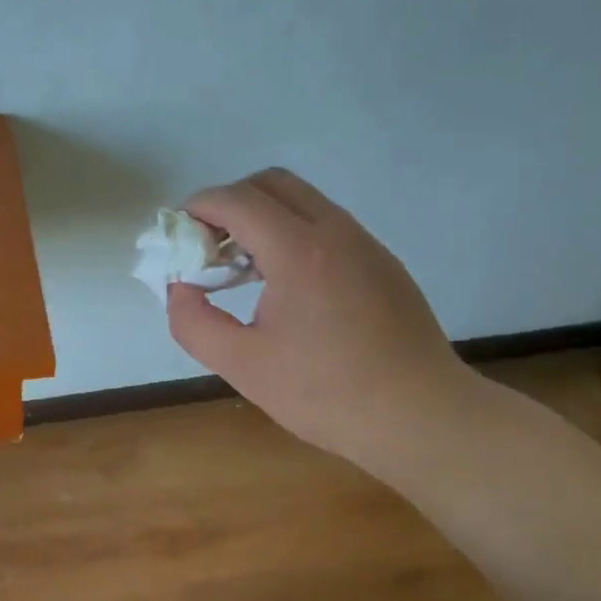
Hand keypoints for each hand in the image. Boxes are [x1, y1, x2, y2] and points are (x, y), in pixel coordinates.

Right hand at [166, 169, 482, 474]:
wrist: (422, 418)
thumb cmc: (327, 394)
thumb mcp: (242, 365)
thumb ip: (193, 322)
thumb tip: (179, 288)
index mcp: (298, 252)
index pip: (236, 200)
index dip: (197, 208)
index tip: (177, 237)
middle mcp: (335, 232)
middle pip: (270, 182)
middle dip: (228, 202)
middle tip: (208, 246)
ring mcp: (365, 244)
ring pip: (302, 201)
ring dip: (261, 217)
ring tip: (241, 268)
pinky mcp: (381, 263)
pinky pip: (325, 225)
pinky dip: (291, 233)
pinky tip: (283, 286)